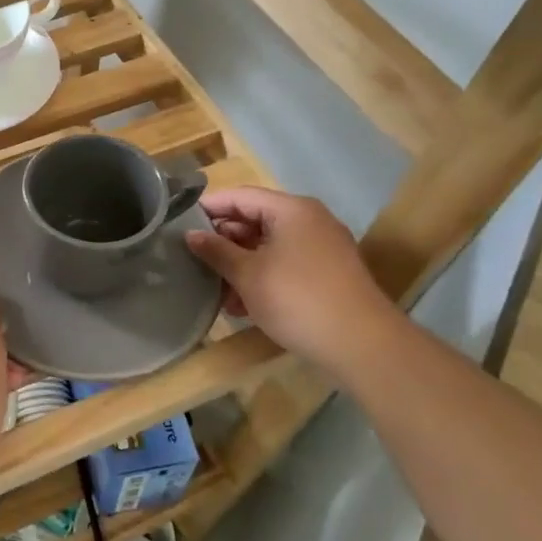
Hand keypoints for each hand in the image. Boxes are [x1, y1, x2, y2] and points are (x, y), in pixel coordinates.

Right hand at [183, 186, 400, 374]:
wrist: (362, 345)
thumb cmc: (297, 299)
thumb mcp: (247, 274)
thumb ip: (216, 251)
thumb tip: (191, 235)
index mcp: (291, 210)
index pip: (240, 196)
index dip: (208, 208)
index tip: (179, 224)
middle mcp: (309, 220)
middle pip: (255, 220)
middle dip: (224, 241)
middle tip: (194, 260)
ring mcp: (322, 248)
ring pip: (269, 246)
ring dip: (240, 264)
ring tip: (214, 288)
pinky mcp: (328, 274)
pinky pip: (285, 264)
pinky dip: (262, 277)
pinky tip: (241, 305)